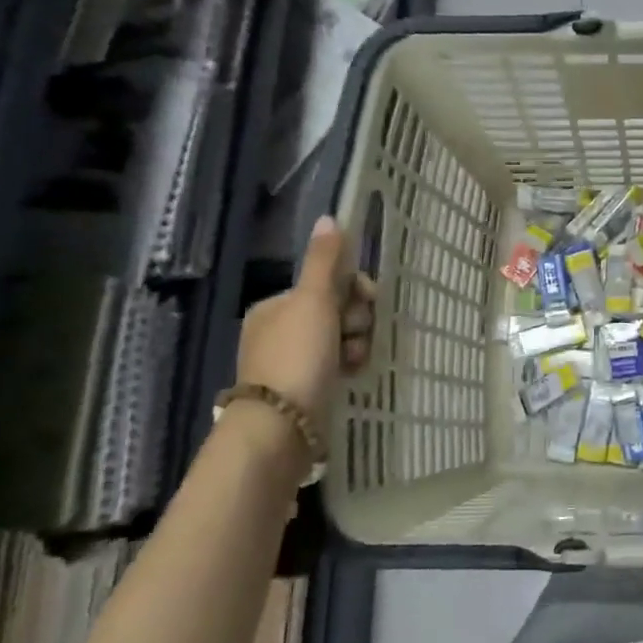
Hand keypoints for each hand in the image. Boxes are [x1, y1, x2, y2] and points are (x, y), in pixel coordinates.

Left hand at [236, 216, 375, 436]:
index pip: (328, 283)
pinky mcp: (306, 386)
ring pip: (343, 338)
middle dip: (356, 321)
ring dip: (357, 344)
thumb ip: (324, 261)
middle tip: (354, 335)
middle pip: (338, 310)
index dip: (354, 289)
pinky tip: (352, 373)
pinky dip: (350, 365)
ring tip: (353, 362)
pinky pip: (339, 363)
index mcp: (276, 306)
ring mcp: (293, 360)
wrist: (283, 425)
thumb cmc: (298, 355)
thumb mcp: (313, 301)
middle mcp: (281, 329)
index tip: (366, 301)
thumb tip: (329, 217)